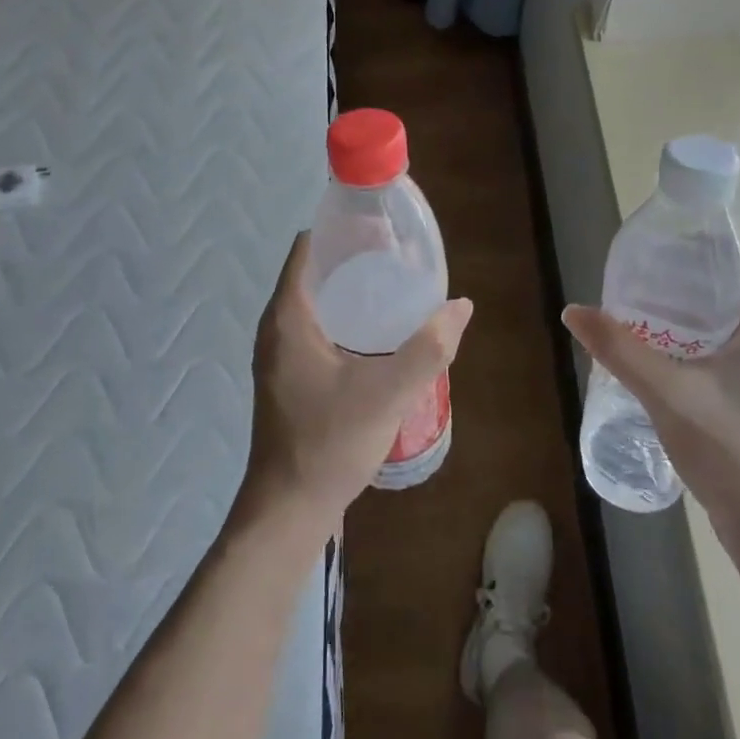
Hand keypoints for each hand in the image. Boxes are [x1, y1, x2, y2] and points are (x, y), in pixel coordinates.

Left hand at [244, 232, 472, 526]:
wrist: (289, 510)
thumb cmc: (329, 443)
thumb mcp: (387, 393)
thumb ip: (428, 348)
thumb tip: (462, 306)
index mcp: (288, 317)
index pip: (308, 248)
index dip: (342, 230)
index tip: (382, 228)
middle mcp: (277, 328)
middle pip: (315, 273)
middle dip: (355, 260)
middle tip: (400, 258)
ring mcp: (280, 355)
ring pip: (316, 304)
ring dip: (351, 292)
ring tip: (396, 290)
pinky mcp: (289, 378)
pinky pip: (317, 330)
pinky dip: (345, 320)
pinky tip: (379, 335)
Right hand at [563, 242, 739, 534]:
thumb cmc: (729, 449)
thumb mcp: (666, 393)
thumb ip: (619, 349)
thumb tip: (574, 311)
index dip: (718, 241)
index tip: (673, 242)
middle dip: (695, 274)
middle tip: (647, 273)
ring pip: (735, 320)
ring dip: (695, 310)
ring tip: (647, 308)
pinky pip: (731, 349)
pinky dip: (700, 340)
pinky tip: (663, 354)